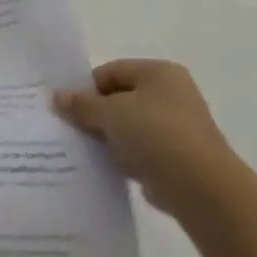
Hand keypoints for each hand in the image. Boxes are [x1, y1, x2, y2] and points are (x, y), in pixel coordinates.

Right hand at [54, 60, 250, 221]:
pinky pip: (139, 148)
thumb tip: (58, 96)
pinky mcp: (176, 155)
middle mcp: (171, 93)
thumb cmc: (154, 134)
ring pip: (128, 124)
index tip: (65, 107)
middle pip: (120, 97)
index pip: (111, 71)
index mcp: (159, 72)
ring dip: (106, 135)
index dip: (86, 87)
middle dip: (94, 112)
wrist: (199, 185)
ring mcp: (176, 125)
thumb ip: (81, 104)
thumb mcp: (109, 113)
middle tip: (68, 127)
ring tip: (82, 147)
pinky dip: (122, 154)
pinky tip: (104, 164)